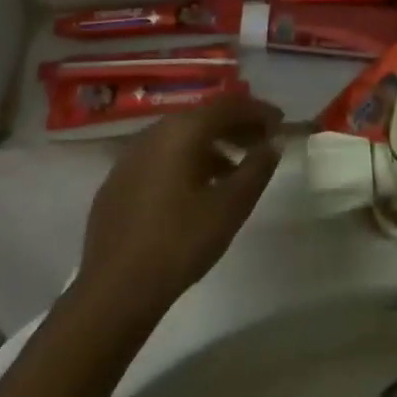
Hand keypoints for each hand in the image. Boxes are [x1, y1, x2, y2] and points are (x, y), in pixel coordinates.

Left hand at [76, 94, 283, 327]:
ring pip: (179, 138)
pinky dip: (185, 162)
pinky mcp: (117, 183)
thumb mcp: (231, 206)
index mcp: (182, 131)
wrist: (114, 291)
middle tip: (261, 144)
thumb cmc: (180, 242)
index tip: (281, 123)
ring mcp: (130, 158)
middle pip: (202, 118)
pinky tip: (195, 191)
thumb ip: (257, 168)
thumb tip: (272, 143)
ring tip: (234, 170)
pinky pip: (160, 158)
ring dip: (211, 146)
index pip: (228, 105)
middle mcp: (153, 133)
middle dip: (235, 126)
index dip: (258, 111)